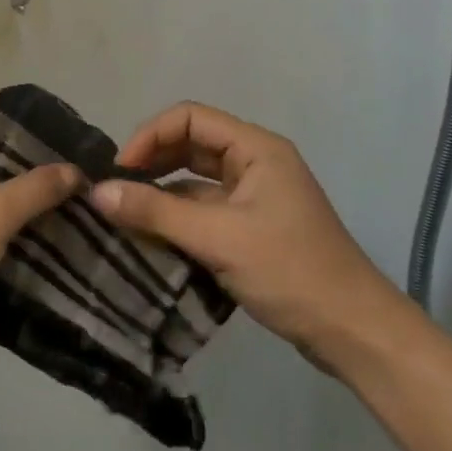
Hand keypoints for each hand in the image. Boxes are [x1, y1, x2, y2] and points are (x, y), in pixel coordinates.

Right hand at [91, 101, 400, 368]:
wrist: (355, 333)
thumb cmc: (291, 272)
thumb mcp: (218, 239)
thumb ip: (155, 213)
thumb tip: (96, 192)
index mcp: (256, 149)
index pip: (190, 118)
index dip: (150, 136)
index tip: (121, 170)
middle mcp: (255, 163)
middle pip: (191, 144)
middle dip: (153, 161)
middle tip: (117, 189)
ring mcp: (256, 196)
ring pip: (196, 179)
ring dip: (162, 191)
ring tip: (126, 212)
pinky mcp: (253, 227)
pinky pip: (205, 208)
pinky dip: (178, 217)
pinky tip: (152, 237)